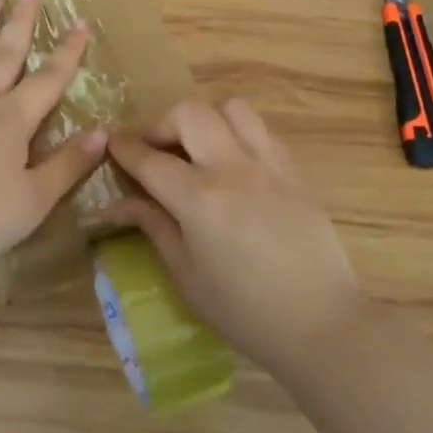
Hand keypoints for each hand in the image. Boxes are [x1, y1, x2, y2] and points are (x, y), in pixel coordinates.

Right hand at [107, 99, 364, 375]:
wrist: (321, 324)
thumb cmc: (244, 311)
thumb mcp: (186, 275)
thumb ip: (154, 227)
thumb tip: (121, 203)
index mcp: (199, 199)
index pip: (150, 158)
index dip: (125, 146)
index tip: (111, 140)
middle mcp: (232, 169)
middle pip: (190, 113)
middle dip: (162, 123)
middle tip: (156, 150)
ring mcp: (268, 165)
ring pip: (232, 108)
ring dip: (205, 119)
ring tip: (197, 147)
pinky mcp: (294, 172)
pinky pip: (261, 131)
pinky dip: (237, 134)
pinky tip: (232, 164)